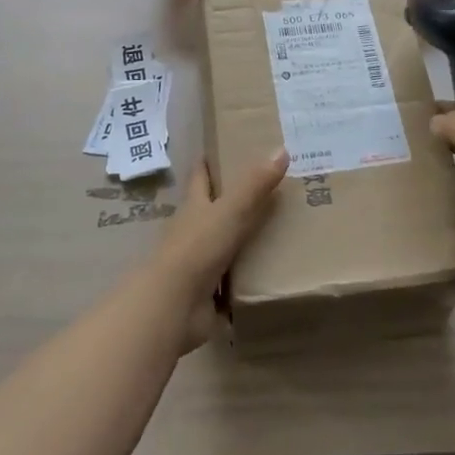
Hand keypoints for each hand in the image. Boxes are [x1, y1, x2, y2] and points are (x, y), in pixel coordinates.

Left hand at [151, 148, 289, 350]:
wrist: (174, 306)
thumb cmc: (197, 248)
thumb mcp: (230, 211)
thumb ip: (255, 184)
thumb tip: (281, 149)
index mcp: (194, 207)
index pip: (201, 177)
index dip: (210, 162)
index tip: (226, 148)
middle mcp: (193, 232)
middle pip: (214, 211)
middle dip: (235, 202)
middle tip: (271, 190)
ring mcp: (199, 265)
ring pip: (225, 247)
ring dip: (245, 242)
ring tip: (281, 232)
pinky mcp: (208, 295)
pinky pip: (233, 283)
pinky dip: (248, 279)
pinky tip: (272, 275)